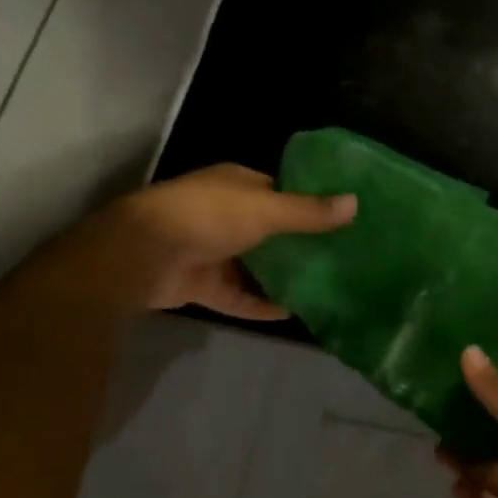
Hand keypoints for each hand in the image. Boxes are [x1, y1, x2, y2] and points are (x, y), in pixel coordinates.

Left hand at [107, 163, 354, 318]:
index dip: (309, 202)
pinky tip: (292, 313)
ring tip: (323, 287)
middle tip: (341, 257)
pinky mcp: (202, 284)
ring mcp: (211, 250)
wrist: (143, 254)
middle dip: (299, 243)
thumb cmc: (208, 216)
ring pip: (254, 264)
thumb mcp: (266, 209)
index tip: (342, 218)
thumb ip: (309, 212)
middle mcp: (225, 214)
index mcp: (236, 185)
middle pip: (270, 230)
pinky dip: (260, 303)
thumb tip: (355, 203)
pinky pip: (238, 295)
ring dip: (281, 276)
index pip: (280, 190)